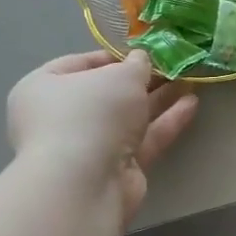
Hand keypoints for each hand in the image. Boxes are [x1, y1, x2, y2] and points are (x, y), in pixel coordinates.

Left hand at [6, 50, 198, 220]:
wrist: (86, 184)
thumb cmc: (91, 114)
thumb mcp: (120, 75)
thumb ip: (136, 65)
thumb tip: (141, 61)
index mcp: (44, 88)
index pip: (79, 64)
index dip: (114, 56)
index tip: (145, 51)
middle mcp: (62, 117)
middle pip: (108, 93)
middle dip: (143, 80)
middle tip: (174, 66)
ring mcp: (89, 146)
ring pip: (129, 117)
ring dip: (159, 99)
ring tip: (191, 81)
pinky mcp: (115, 168)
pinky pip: (143, 139)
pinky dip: (166, 122)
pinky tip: (191, 105)